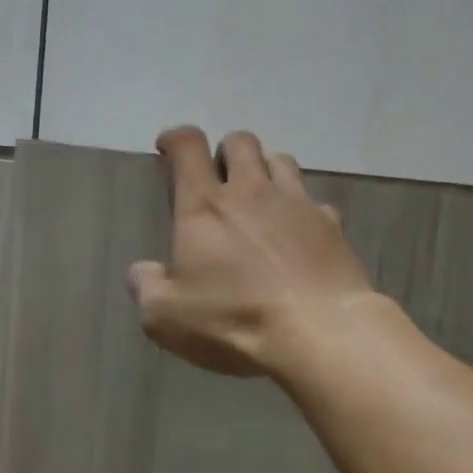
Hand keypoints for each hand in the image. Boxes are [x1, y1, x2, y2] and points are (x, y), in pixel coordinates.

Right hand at [128, 127, 374, 377]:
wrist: (317, 331)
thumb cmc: (233, 320)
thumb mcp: (167, 316)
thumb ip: (146, 287)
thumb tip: (140, 271)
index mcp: (204, 206)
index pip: (188, 147)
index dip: (175, 140)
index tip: (168, 148)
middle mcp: (251, 191)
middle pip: (240, 143)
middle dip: (225, 152)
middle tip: (218, 178)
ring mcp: (297, 204)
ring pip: (281, 161)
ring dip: (265, 170)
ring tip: (259, 196)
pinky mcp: (332, 225)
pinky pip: (316, 202)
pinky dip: (303, 210)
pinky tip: (299, 232)